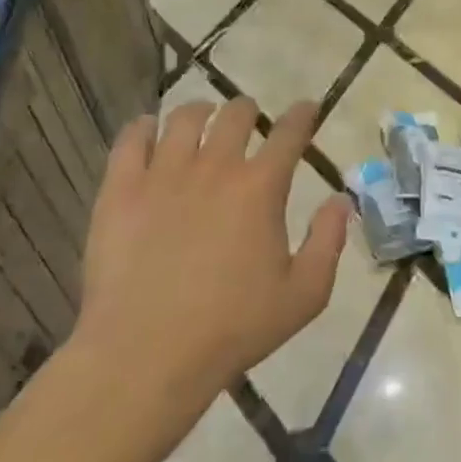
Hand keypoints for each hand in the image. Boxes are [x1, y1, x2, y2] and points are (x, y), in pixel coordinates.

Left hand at [67, 97, 349, 446]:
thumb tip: (340, 200)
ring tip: (201, 118)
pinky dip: (144, 128)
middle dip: (248, 109)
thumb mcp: (305, 294)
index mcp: (261, 188)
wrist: (147, 354)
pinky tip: (147, 131)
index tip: (307, 108)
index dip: (302, 115)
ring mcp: (163, 175)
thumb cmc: (234, 327)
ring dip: (200, 112)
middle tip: (248, 117)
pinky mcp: (120, 191)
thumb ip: (329, 241)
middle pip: (235, 115)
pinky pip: (131, 140)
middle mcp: (215, 167)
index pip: (289, 133)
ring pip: (183, 118)